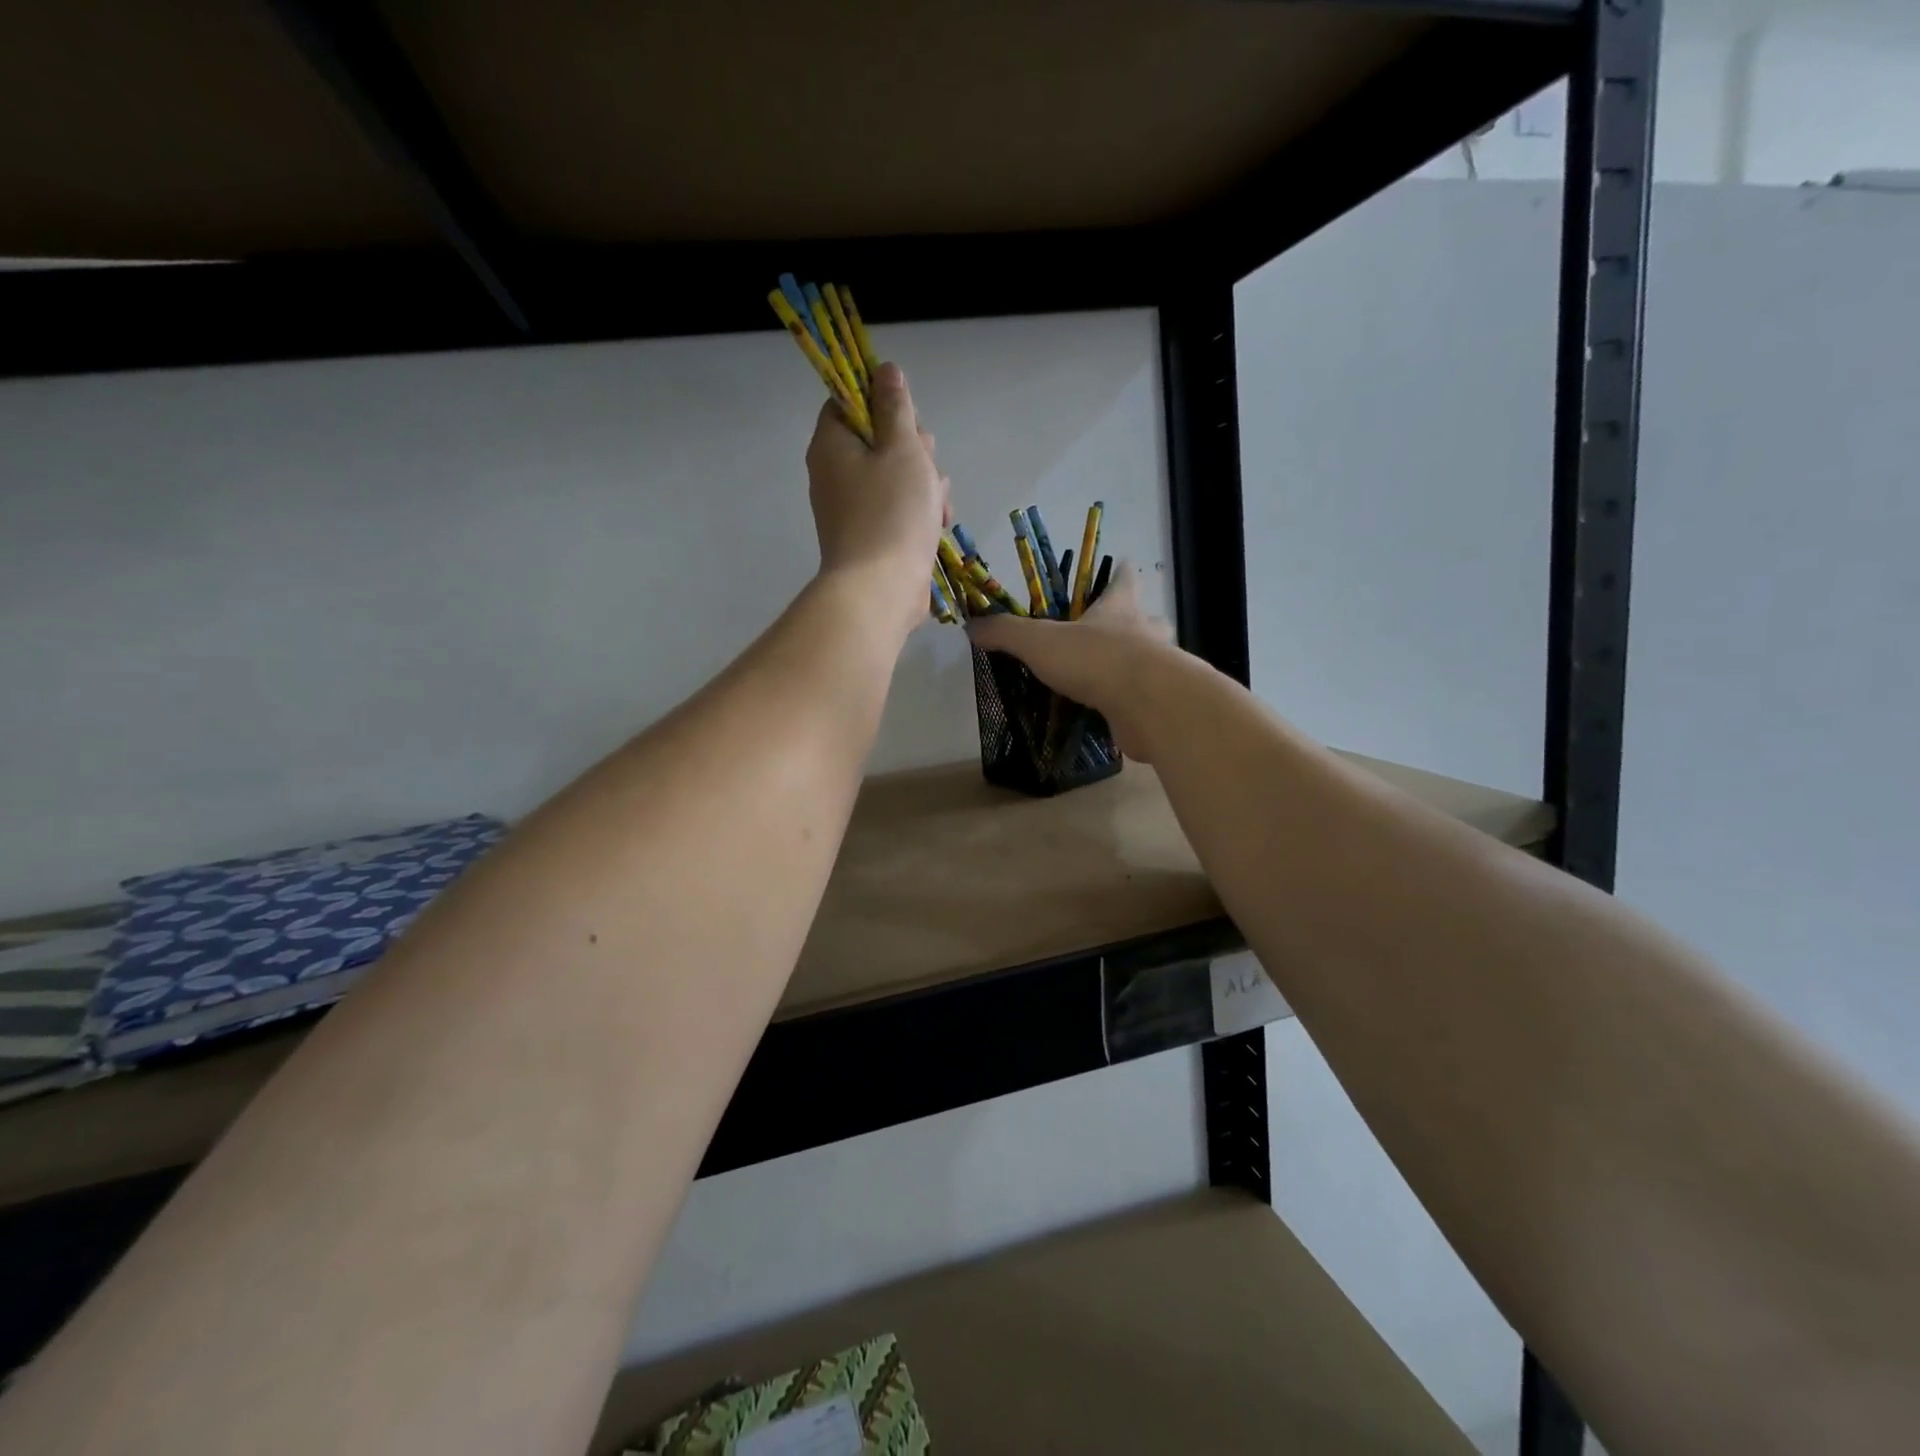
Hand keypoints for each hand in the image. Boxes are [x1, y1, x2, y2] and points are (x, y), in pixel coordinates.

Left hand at [806, 362, 949, 637]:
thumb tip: (884, 370)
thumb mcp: (902, 448)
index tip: (908, 420)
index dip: (882, 403)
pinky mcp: (871, 535)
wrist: (881, 590)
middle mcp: (835, 473)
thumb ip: (895, 407)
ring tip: (938, 506)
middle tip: (926, 467)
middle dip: (914, 450)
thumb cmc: (892, 513)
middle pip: (879, 439)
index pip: (848, 402)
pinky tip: (938, 525)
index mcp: (832, 444)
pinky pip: (898, 508)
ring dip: (925, 484)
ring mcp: (852, 508)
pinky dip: (919, 512)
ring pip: (896, 476)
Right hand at [965, 562, 1178, 761]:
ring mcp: (1159, 668)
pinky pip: (1146, 697)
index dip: (1120, 572)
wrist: (1148, 704)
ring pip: (1151, 658)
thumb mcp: (1039, 641)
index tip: (1122, 565)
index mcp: (1119, 607)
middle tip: (1112, 632)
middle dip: (1133, 622)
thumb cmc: (1095, 658)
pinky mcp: (1160, 702)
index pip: (1124, 579)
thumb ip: (1006, 633)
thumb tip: (972, 626)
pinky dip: (1132, 701)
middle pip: (1145, 618)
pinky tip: (1115, 711)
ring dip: (1135, 663)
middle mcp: (1145, 632)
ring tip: (1110, 675)